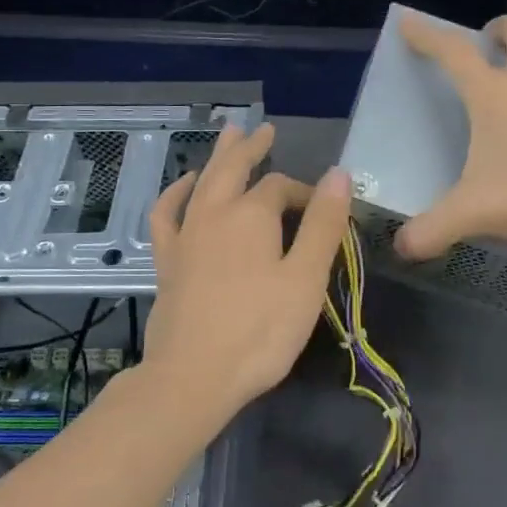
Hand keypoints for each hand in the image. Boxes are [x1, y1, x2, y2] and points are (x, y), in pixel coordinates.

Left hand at [144, 123, 351, 416]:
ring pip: (202, 183)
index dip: (306, 193)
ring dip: (217, 157)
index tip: (325, 212)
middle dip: (252, 149)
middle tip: (264, 129)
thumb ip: (322, 224)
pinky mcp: (168, 261)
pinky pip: (166, 214)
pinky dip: (175, 194)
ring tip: (228, 135)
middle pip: (234, 169)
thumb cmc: (260, 331)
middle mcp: (214, 214)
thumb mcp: (305, 279)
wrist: (193, 377)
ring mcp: (185, 236)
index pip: (282, 187)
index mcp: (252, 215)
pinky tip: (184, 187)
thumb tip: (339, 174)